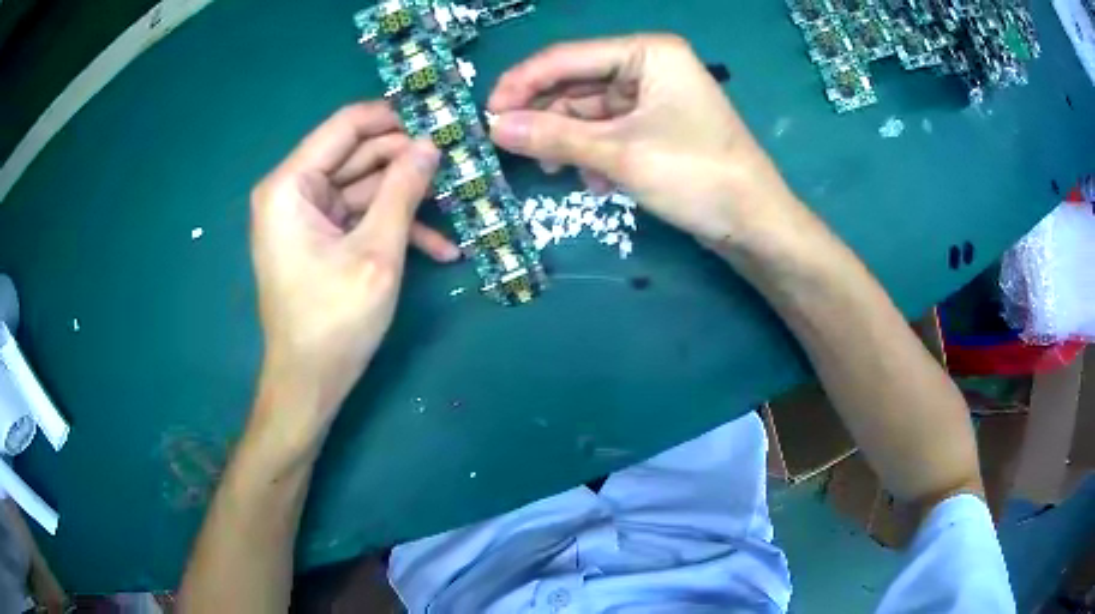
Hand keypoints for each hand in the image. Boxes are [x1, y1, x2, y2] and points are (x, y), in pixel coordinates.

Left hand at [249, 102, 455, 438]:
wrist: (309, 385)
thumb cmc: (334, 321)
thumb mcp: (376, 251)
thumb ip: (403, 190)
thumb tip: (432, 144)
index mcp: (291, 185)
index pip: (347, 126)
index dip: (395, 117)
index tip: (441, 118)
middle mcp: (293, 191)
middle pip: (359, 155)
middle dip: (409, 160)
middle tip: (461, 161)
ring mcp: (307, 216)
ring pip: (365, 187)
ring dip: (410, 199)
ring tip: (460, 205)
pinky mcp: (321, 239)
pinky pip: (360, 218)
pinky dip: (394, 228)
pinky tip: (440, 249)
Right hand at [488, 34, 800, 247]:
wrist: (754, 226)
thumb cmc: (696, 177)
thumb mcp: (619, 154)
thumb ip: (553, 136)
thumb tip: (493, 127)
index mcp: (648, 52)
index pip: (568, 57)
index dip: (522, 83)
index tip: (485, 113)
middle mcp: (650, 66)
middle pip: (577, 84)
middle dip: (545, 117)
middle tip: (508, 146)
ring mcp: (654, 98)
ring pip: (590, 112)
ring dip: (568, 141)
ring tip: (549, 172)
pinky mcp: (656, 128)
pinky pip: (609, 131)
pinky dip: (593, 154)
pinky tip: (593, 183)